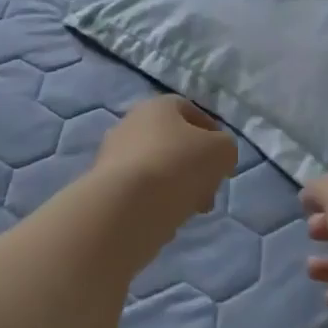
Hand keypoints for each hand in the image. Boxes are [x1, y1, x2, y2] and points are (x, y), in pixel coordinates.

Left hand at [91, 96, 236, 231]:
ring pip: (156, 169)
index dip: (213, 136)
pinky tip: (164, 221)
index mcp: (158, 106)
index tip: (223, 163)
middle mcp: (130, 123)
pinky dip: (153, 204)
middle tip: (208, 193)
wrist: (125, 206)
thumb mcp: (221, 152)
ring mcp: (112, 155)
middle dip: (195, 169)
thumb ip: (225, 149)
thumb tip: (218, 157)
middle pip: (173, 144)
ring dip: (176, 188)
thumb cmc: (178, 165)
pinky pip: (138, 193)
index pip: (191, 112)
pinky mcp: (102, 186)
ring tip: (189, 212)